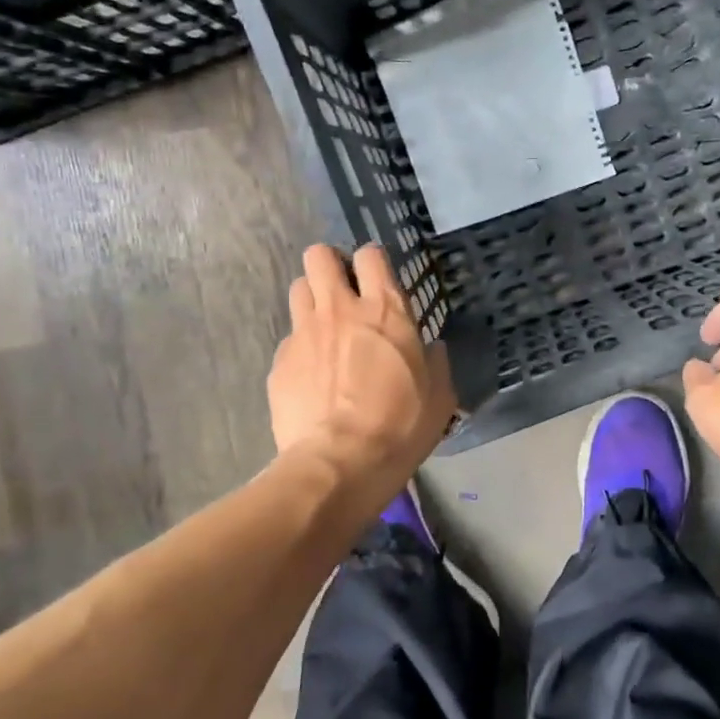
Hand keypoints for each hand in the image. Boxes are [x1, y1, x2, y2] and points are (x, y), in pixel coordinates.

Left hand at [268, 243, 455, 495]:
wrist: (340, 464)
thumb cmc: (401, 426)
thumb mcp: (439, 395)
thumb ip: (435, 362)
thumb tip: (430, 349)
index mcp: (385, 310)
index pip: (370, 254)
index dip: (372, 262)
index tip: (377, 281)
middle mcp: (340, 309)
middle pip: (318, 256)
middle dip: (329, 266)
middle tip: (343, 292)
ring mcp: (304, 333)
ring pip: (297, 288)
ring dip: (311, 299)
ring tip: (325, 328)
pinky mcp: (280, 361)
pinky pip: (289, 338)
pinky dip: (301, 347)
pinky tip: (312, 375)